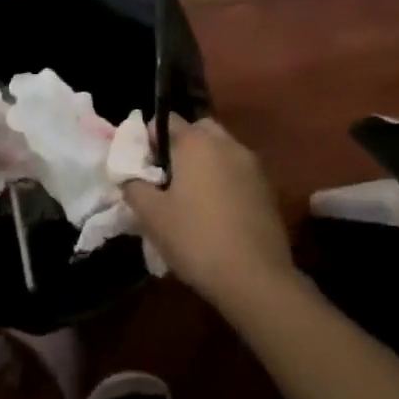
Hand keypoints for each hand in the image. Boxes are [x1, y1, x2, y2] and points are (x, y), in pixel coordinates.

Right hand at [123, 116, 295, 296]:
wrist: (255, 278)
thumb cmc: (195, 239)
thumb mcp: (150, 215)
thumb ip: (133, 185)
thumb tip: (130, 175)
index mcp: (197, 143)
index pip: (166, 120)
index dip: (148, 140)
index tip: (142, 169)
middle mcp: (228, 144)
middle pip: (198, 131)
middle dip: (180, 147)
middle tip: (167, 180)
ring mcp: (253, 166)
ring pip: (221, 152)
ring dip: (204, 164)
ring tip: (191, 200)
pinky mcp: (268, 190)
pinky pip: (238, 173)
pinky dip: (224, 182)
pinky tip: (216, 214)